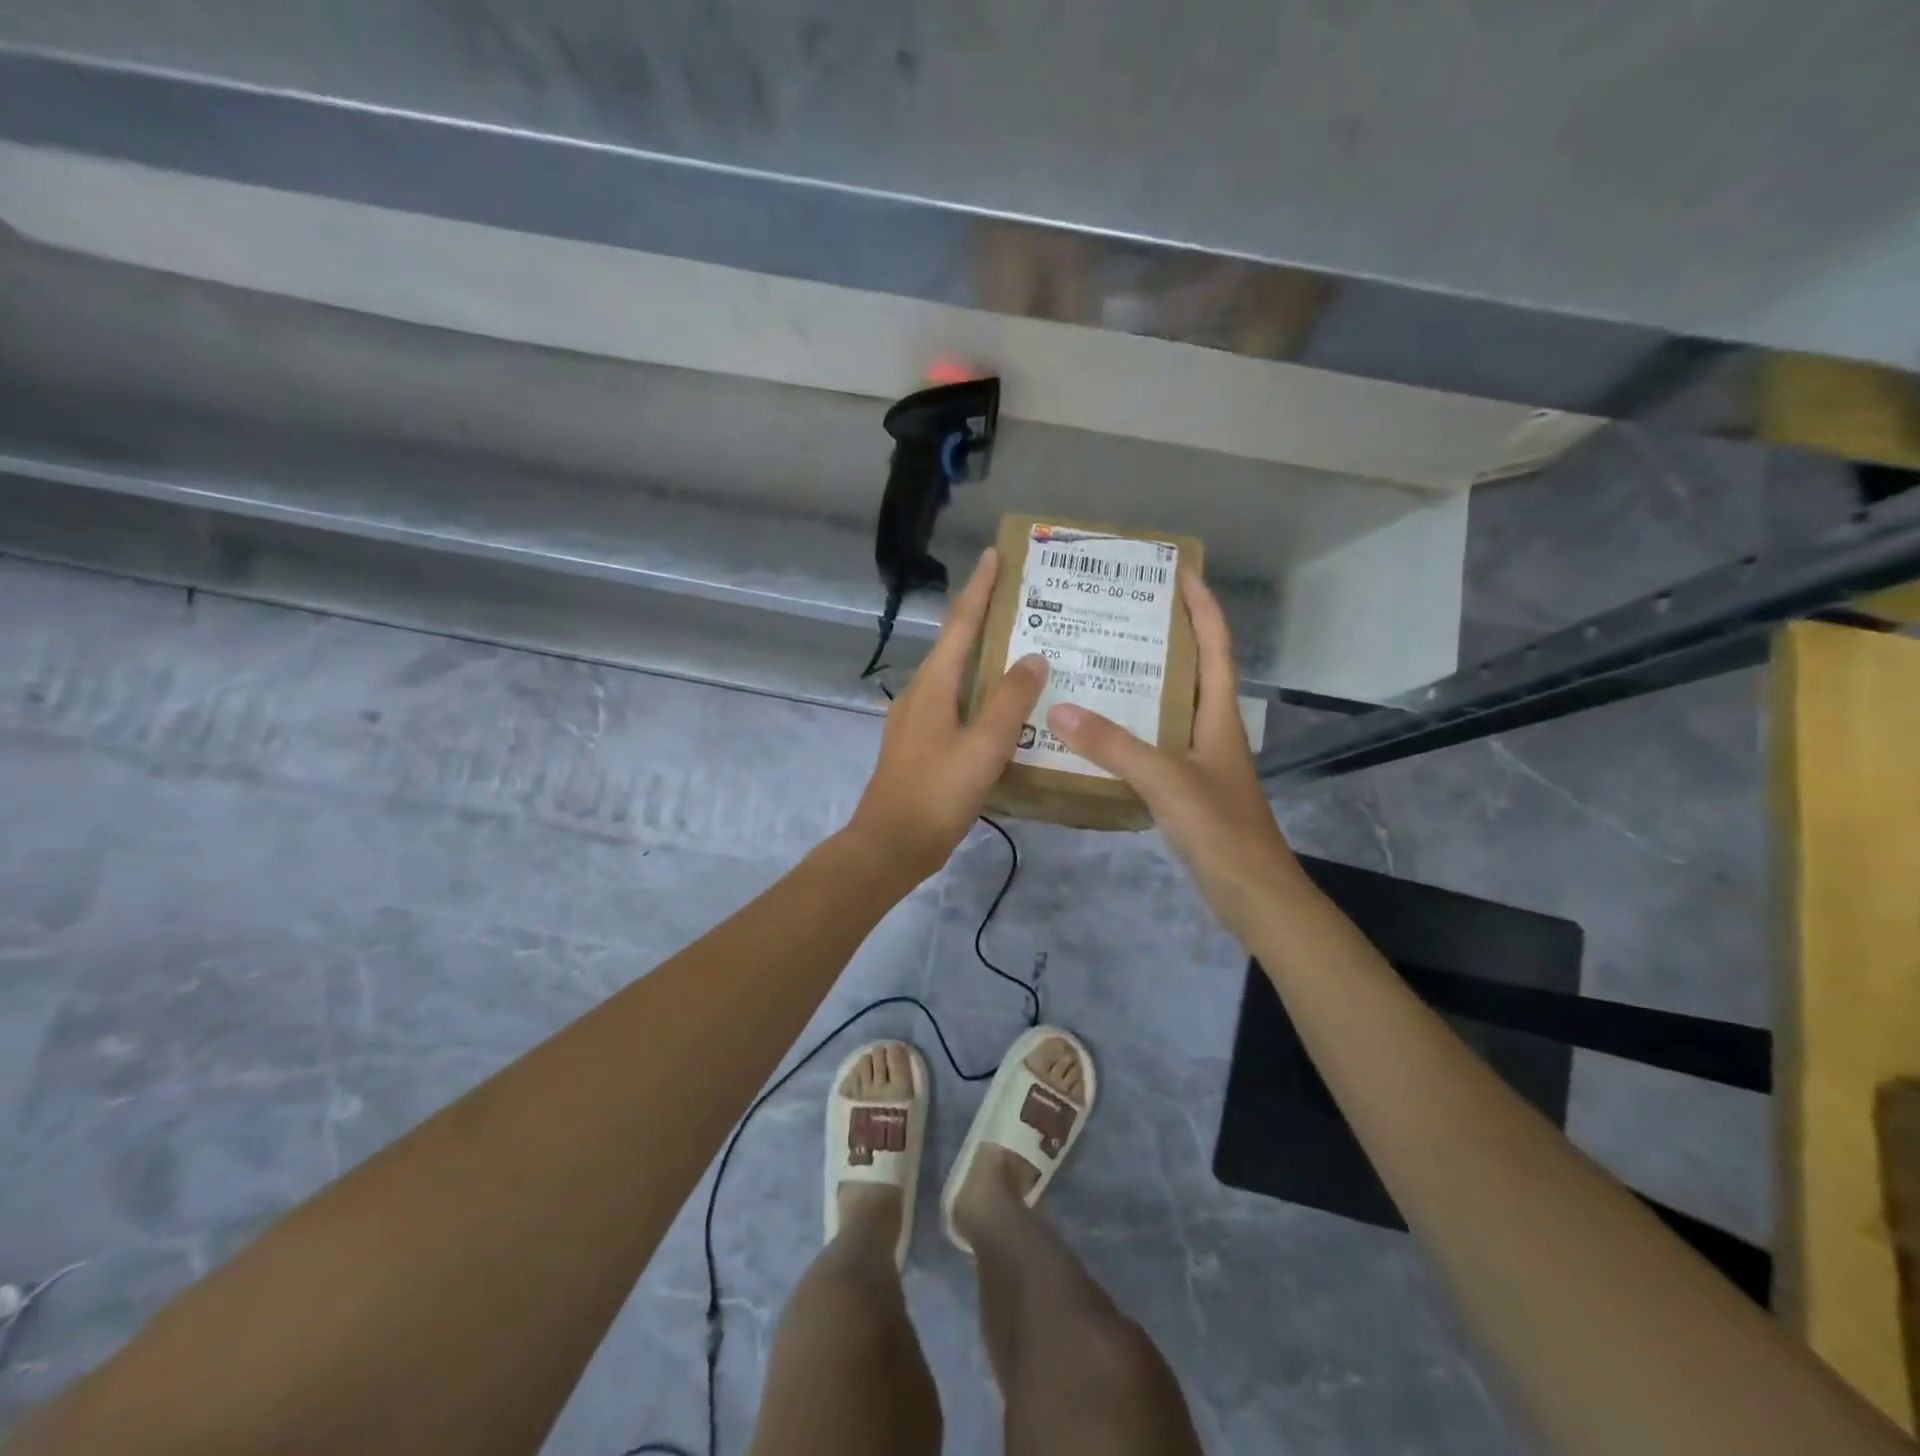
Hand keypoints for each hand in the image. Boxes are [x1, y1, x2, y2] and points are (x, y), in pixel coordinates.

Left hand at [848, 549, 1048, 883]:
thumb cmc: (937, 792)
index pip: (959, 624)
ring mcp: (915, 720)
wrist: (891, 845)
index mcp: (933, 685)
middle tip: (1025, 606)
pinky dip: (978, 695)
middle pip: (955, 645)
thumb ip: (1010, 700)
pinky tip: (1002, 710)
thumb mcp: (984, 746)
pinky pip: (954, 705)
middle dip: (985, 621)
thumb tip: (1033, 656)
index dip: (979, 589)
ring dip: (984, 660)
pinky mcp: (919, 744)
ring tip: (1021, 653)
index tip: (995, 556)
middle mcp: (920, 693)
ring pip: (955, 677)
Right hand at [1046, 571, 1303, 940]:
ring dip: (1144, 683)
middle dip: (1166, 637)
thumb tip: (1060, 709)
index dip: (1202, 607)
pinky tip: (1099, 733)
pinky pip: (1155, 744)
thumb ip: (1114, 745)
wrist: (1253, 894)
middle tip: (1121, 614)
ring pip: (1170, 708)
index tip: (1180, 572)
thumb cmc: (1220, 828)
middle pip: (1193, 670)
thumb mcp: (1166, 780)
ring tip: (1100, 663)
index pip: (1215, 647)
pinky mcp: (1188, 789)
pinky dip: (1131, 730)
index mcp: (1219, 716)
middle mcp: (1212, 730)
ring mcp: (1201, 760)